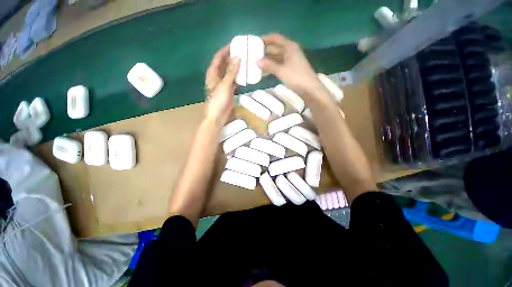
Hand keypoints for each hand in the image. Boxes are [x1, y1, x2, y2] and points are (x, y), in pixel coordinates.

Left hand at [205, 45, 240, 124]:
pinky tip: (246, 74)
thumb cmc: (218, 100)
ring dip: (237, 67)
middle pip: (225, 64)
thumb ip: (231, 72)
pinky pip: (235, 81)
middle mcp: (218, 76)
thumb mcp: (225, 85)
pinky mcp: (229, 90)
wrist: (218, 116)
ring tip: (246, 61)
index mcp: (213, 73)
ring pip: (230, 72)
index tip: (235, 44)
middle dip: (233, 58)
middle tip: (244, 52)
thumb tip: (238, 57)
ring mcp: (224, 84)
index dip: (225, 50)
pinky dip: (239, 77)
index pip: (218, 58)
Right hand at [257, 34, 323, 97]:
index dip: (265, 38)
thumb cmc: (296, 76)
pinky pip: (279, 65)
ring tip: (256, 64)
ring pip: (276, 58)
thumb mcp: (281, 70)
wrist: (309, 88)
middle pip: (275, 48)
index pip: (275, 38)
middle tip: (253, 55)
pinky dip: (272, 67)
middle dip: (264, 51)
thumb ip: (269, 65)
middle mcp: (290, 51)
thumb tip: (256, 61)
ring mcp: (290, 60)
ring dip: (267, 61)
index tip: (255, 41)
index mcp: (289, 47)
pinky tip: (264, 72)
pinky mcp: (290, 69)